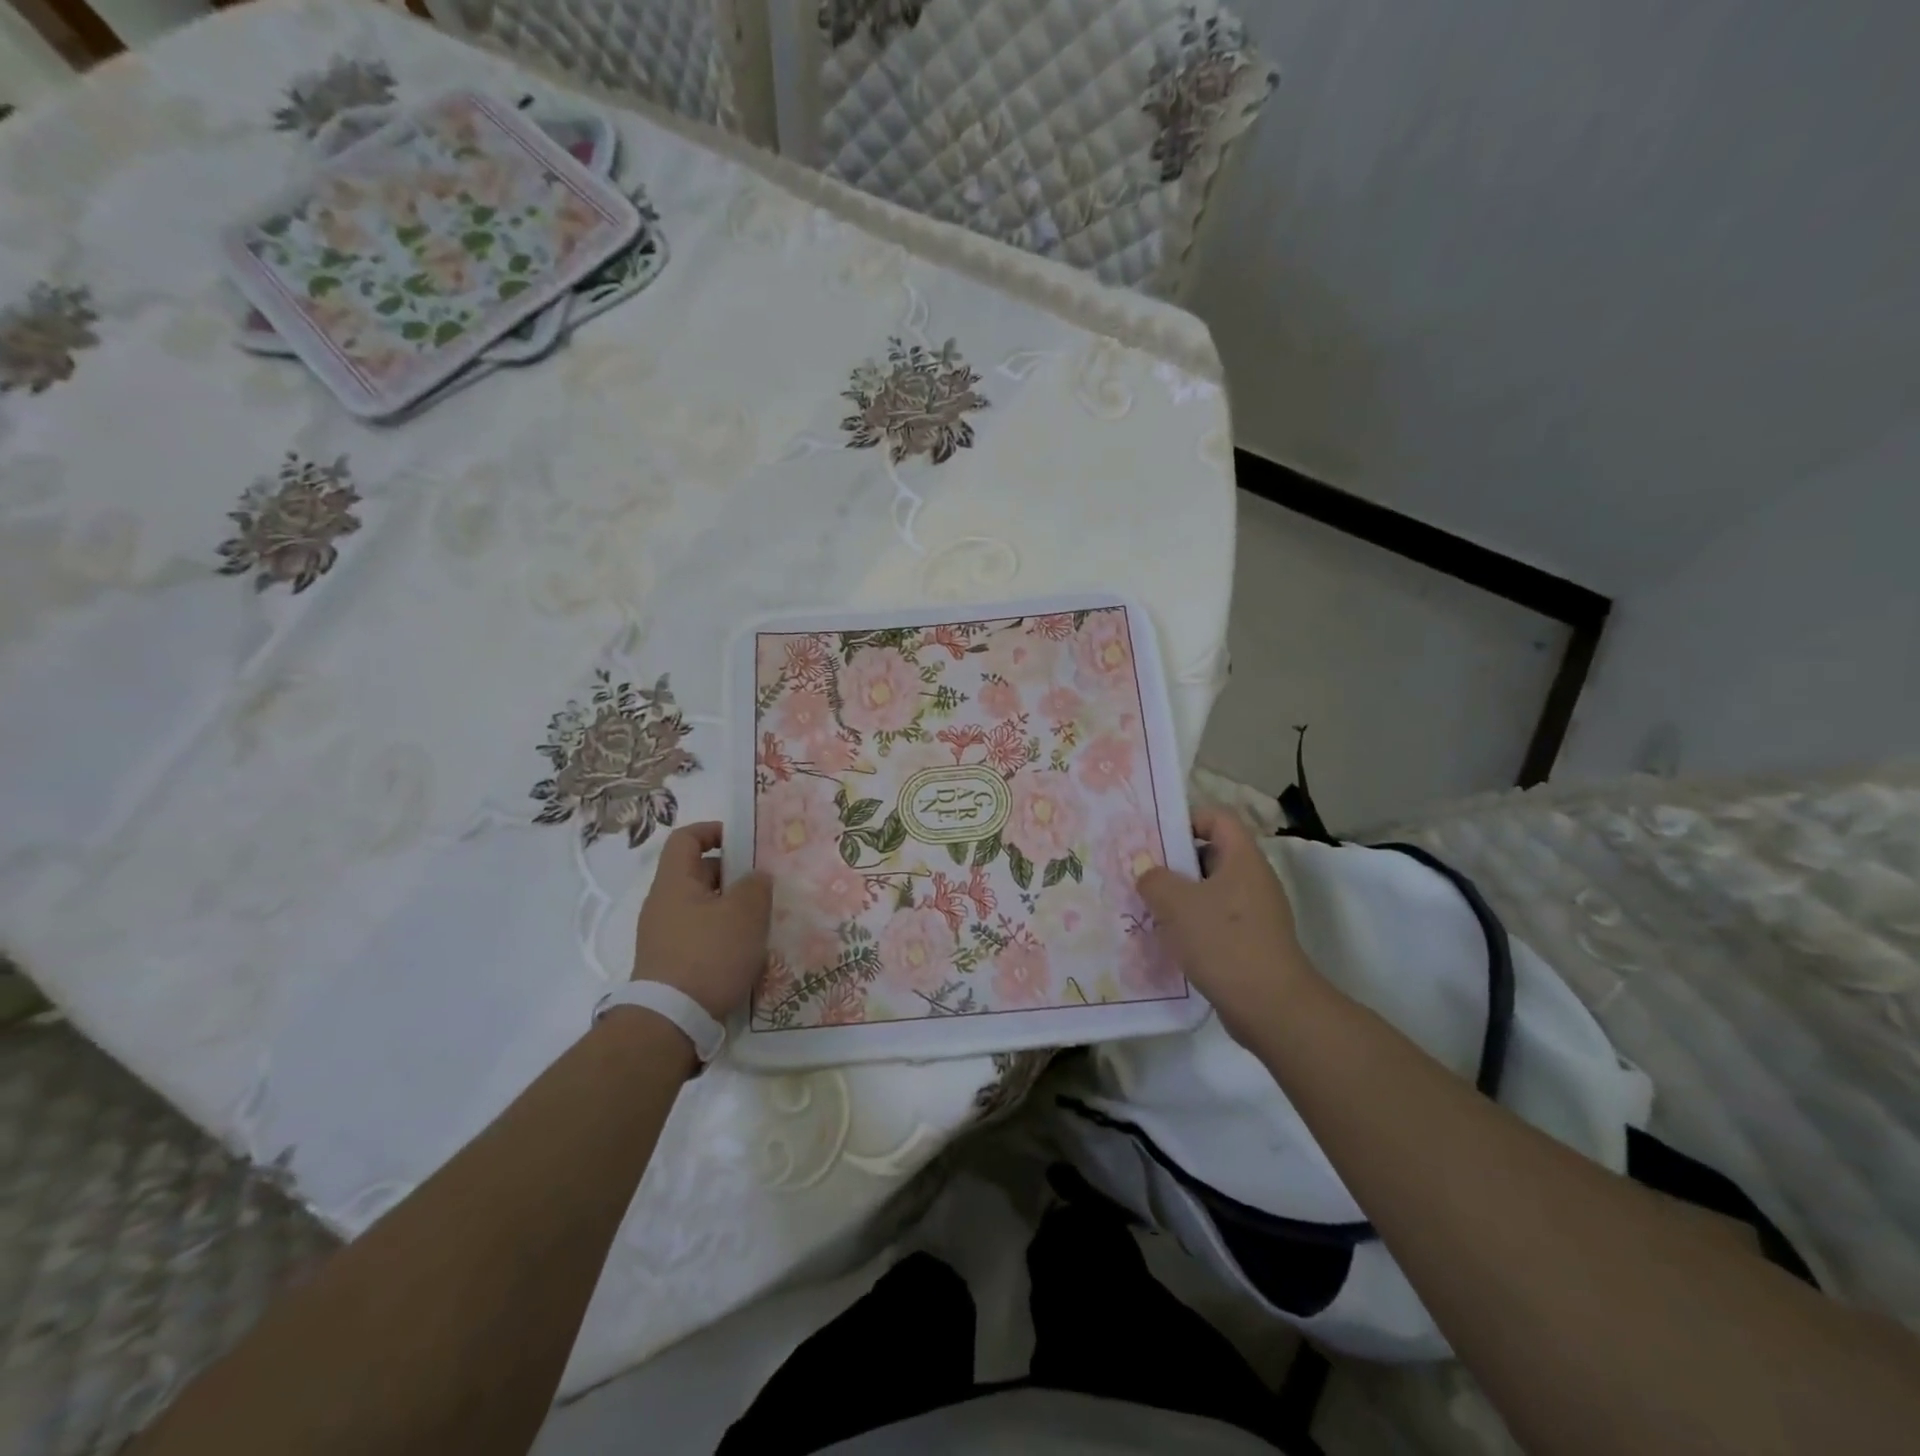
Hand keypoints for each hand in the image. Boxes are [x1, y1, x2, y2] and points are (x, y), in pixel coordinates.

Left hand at [631, 822, 771, 1019]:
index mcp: (674, 882)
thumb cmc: (709, 955)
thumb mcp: (745, 913)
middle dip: (732, 874)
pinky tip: (745, 951)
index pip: (686, 838)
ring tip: (760, 921)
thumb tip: (756, 877)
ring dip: (730, 908)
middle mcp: (662, 904)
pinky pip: (699, 934)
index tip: (744, 841)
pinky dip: (722, 934)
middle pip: (697, 873)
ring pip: (702, 906)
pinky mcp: (670, 963)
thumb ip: (756, 885)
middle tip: (763, 886)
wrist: (671, 1022)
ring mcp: (663, 936)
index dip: (714, 831)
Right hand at [1136, 807, 1315, 1042]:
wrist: (1270, 1007)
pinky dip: (1193, 925)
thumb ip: (1154, 879)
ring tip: (1148, 908)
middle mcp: (1253, 880)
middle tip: (1142, 873)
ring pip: (1211, 891)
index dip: (1188, 820)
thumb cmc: (1223, 941)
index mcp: (1243, 858)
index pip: (1218, 818)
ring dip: (1181, 897)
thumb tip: (1147, 871)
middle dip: (1175, 862)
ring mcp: (1256, 914)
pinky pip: (1217, 921)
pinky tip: (1169, 940)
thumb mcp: (1176, 903)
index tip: (1156, 838)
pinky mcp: (1252, 943)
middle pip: (1212, 854)